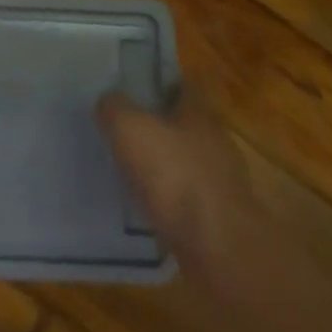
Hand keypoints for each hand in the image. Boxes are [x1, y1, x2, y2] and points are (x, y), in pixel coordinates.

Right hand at [98, 81, 251, 266]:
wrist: (217, 247)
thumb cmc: (173, 174)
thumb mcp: (129, 127)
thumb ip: (114, 107)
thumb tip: (109, 101)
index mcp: (200, 114)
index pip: (184, 87)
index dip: (160, 83)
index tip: (134, 86)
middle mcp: (216, 142)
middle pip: (186, 125)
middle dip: (160, 125)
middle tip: (125, 127)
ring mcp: (222, 183)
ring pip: (187, 162)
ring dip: (165, 164)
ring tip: (130, 167)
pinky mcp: (220, 219)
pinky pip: (187, 197)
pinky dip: (169, 197)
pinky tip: (146, 203)